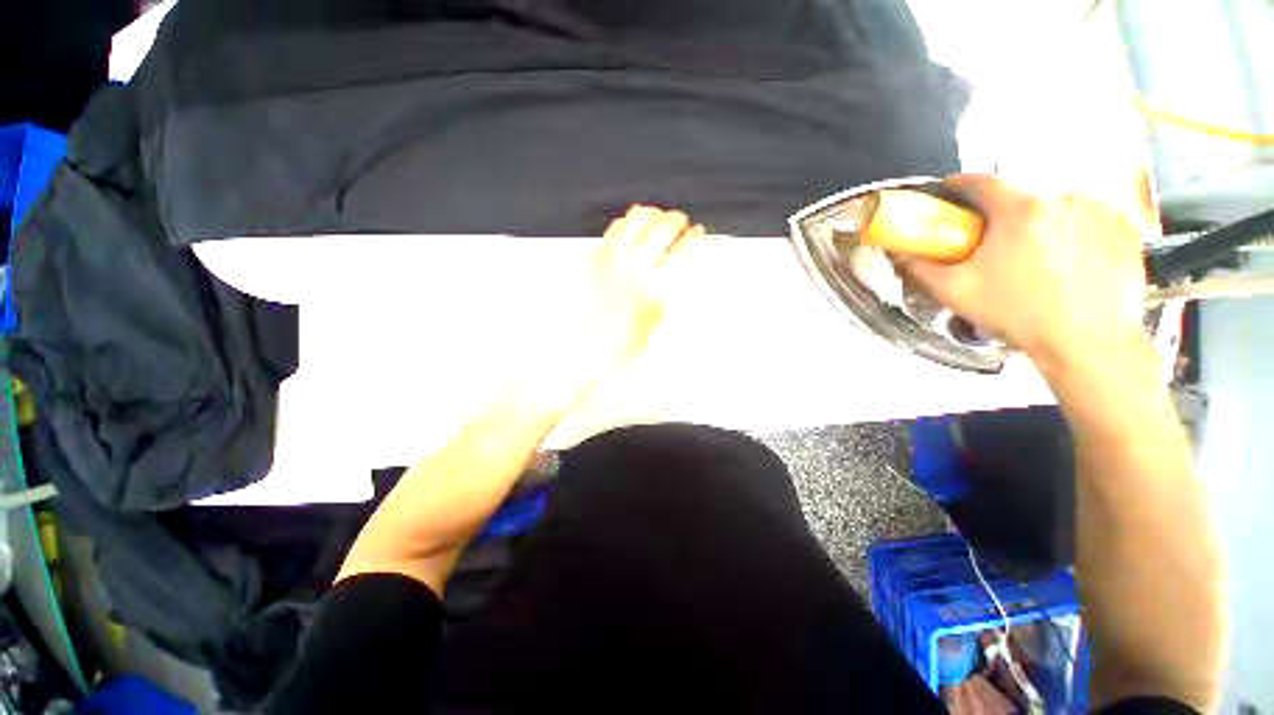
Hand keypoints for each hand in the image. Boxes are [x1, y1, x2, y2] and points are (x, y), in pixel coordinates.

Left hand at [572, 205, 704, 374]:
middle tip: (682, 223)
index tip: (699, 233)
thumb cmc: (617, 342)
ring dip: (653, 216)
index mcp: (655, 287)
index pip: (686, 250)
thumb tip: (675, 272)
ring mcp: (613, 257)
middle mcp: (635, 266)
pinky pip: (616, 227)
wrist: (582, 345)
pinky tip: (632, 226)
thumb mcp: (655, 321)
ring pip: (638, 218)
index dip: (697, 238)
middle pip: (664, 226)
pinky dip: (628, 222)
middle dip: (678, 221)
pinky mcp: (595, 255)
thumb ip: (667, 291)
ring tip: (658, 218)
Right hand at [900, 175, 1148, 374]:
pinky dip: (1075, 231)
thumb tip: (901, 255)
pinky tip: (1070, 259)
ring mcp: (1098, 211)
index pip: (981, 181)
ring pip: (1056, 207)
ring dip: (1040, 222)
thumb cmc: (1017, 313)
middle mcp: (1062, 198)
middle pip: (1021, 196)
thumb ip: (922, 269)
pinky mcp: (1124, 228)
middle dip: (1003, 213)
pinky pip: (1090, 219)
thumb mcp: (956, 292)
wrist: (1087, 342)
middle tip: (994, 242)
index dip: (959, 184)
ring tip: (1036, 256)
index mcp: (1018, 209)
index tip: (949, 192)